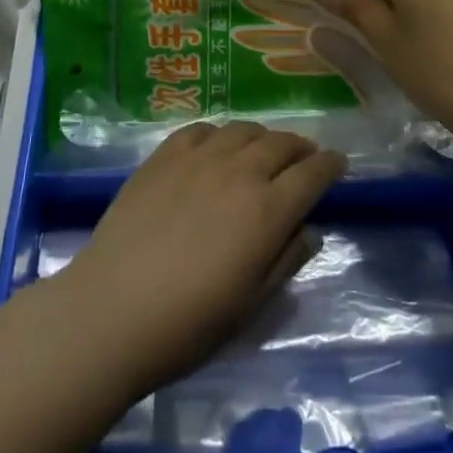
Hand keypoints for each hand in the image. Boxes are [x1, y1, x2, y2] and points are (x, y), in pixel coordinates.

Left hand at [53, 123, 344, 394]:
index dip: (330, 165)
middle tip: (306, 156)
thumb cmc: (189, 324)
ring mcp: (199, 157)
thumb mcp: (250, 305)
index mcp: (267, 210)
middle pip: (281, 143)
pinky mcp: (165, 154)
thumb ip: (285, 260)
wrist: (113, 309)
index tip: (339, 163)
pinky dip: (220, 134)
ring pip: (243, 130)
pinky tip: (217, 146)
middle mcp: (239, 171)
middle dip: (301, 147)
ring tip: (264, 149)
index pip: (312, 174)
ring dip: (263, 137)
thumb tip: (309, 230)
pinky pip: (202, 129)